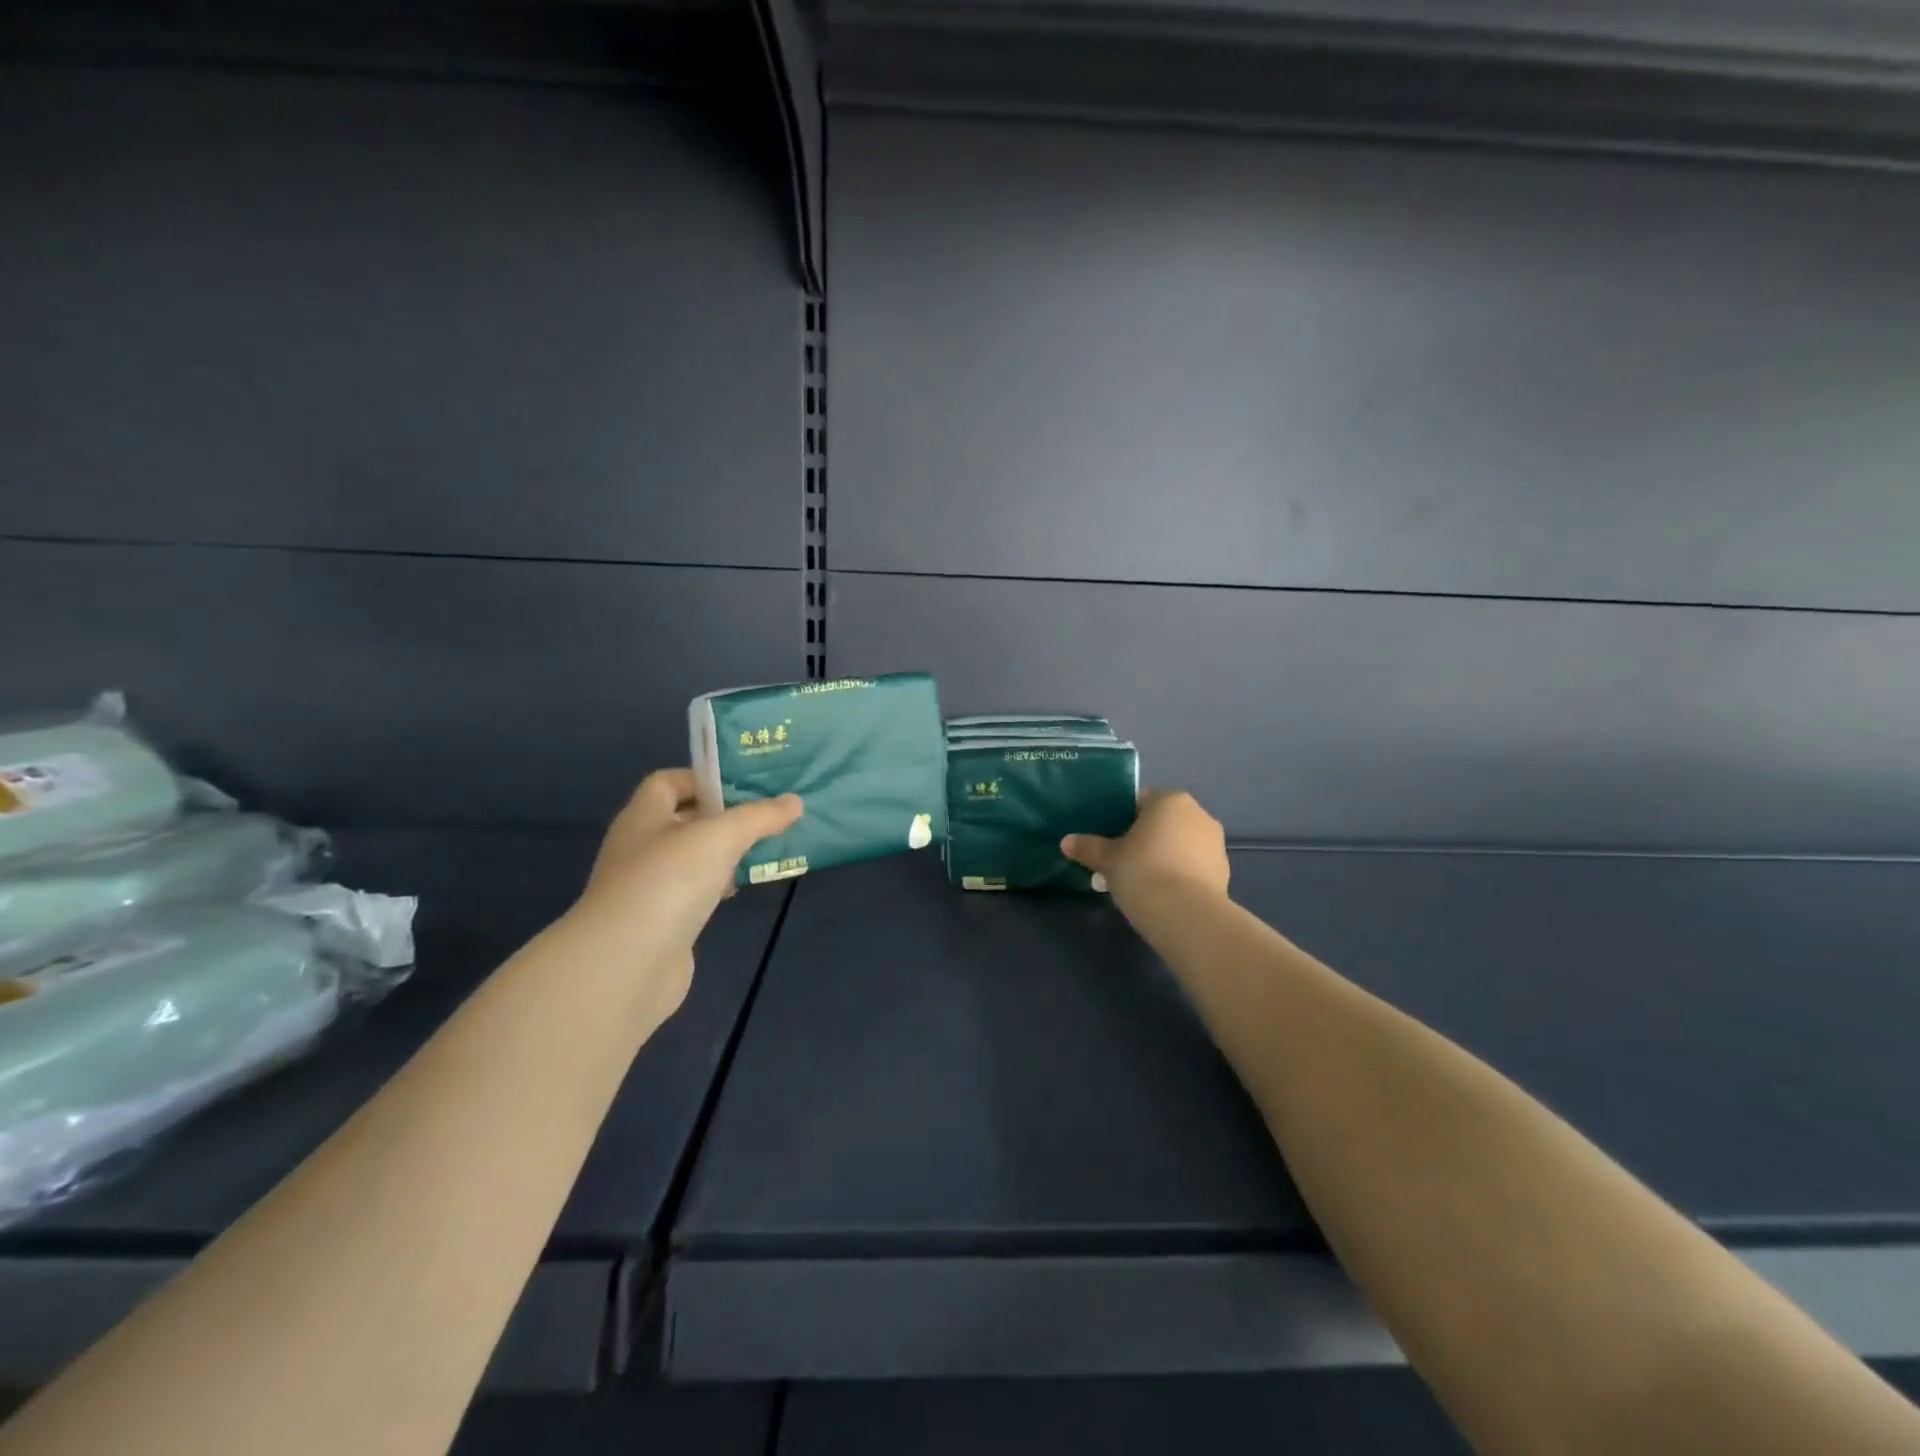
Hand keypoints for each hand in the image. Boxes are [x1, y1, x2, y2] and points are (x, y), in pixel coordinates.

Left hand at [561, 770, 802, 1007]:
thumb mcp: (721, 837)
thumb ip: (759, 817)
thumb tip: (794, 801)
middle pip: (683, 819)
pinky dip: (716, 888)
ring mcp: (647, 887)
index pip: (668, 782)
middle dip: (724, 816)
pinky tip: (739, 892)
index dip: (704, 778)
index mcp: (644, 816)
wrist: (626, 965)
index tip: (745, 786)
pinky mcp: (659, 923)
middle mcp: (640, 847)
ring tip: (765, 850)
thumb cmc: (668, 882)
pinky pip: (692, 893)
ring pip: (691, 859)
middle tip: (767, 816)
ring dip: (723, 854)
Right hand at [1062, 790, 1229, 905]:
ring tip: (1142, 881)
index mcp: (1169, 800)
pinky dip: (1179, 874)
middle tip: (1122, 861)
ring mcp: (1215, 843)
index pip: (1140, 801)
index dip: (1121, 819)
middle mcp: (1198, 814)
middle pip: (1162, 821)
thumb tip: (1066, 842)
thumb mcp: (1107, 860)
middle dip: (1144, 838)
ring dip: (1164, 856)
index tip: (1109, 839)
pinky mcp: (1224, 872)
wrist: (1187, 916)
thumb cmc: (1143, 872)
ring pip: (1180, 844)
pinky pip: (1193, 866)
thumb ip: (1088, 847)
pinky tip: (1163, 894)